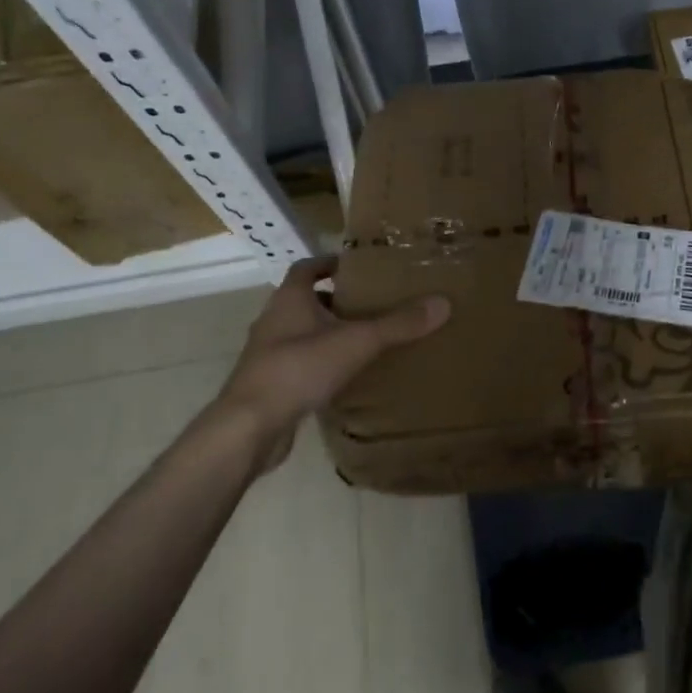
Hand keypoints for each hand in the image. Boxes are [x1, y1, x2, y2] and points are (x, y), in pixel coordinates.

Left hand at [209, 257, 450, 473]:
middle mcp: (275, 321)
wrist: (249, 428)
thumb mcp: (356, 342)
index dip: (331, 263)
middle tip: (374, 303)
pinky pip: (301, 364)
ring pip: (303, 333)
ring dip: (330, 333)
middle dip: (338, 300)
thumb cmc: (298, 369)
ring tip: (367, 339)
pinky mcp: (271, 384)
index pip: (308, 268)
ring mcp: (269, 355)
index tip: (360, 267)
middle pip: (307, 300)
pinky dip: (323, 363)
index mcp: (289, 299)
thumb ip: (399, 324)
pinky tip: (347, 376)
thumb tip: (443, 303)